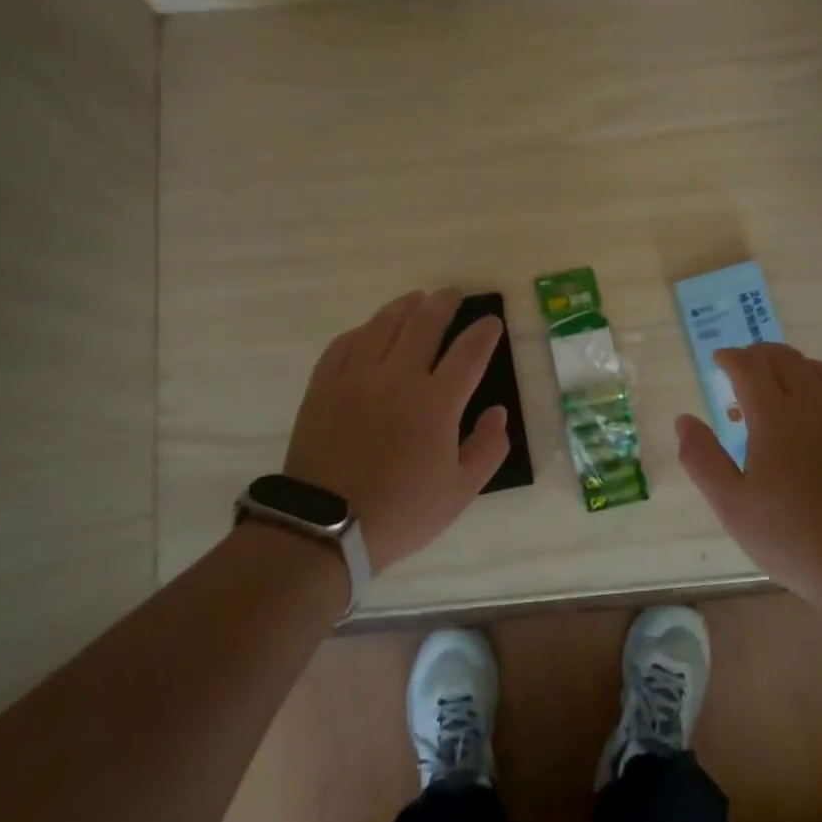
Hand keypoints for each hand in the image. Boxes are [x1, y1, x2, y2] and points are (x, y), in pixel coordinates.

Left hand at [283, 289, 509, 573]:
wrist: (326, 528)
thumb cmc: (401, 512)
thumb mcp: (460, 492)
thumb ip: (488, 448)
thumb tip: (497, 411)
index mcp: (436, 402)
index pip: (469, 352)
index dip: (484, 332)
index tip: (491, 322)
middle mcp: (398, 377)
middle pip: (425, 324)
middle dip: (444, 303)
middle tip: (453, 293)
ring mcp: (356, 377)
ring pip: (383, 325)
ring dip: (404, 307)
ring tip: (415, 299)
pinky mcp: (324, 386)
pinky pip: (344, 344)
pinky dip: (363, 330)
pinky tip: (370, 329)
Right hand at [675, 343, 821, 606]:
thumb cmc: (792, 538)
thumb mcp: (731, 505)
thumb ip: (702, 457)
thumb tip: (684, 419)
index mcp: (776, 418)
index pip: (750, 367)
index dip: (731, 357)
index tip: (718, 360)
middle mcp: (815, 406)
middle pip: (785, 359)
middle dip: (759, 354)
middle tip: (742, 365)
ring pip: (818, 370)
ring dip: (791, 366)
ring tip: (776, 383)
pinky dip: (820, 387)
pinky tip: (814, 412)